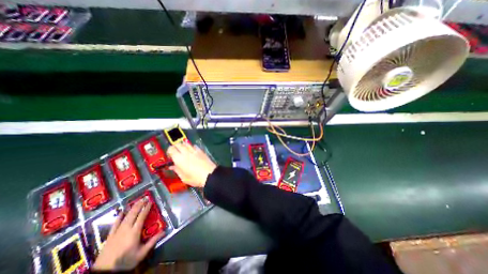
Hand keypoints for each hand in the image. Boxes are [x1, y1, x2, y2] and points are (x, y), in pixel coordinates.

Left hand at [92, 198, 164, 270]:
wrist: (105, 273)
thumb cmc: (126, 262)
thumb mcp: (141, 253)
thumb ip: (152, 241)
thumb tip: (164, 231)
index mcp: (134, 232)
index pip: (142, 217)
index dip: (146, 208)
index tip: (150, 202)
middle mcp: (126, 229)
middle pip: (133, 214)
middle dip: (139, 205)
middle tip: (145, 198)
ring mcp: (117, 232)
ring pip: (125, 216)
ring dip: (132, 208)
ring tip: (137, 201)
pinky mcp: (110, 236)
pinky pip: (115, 224)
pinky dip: (119, 217)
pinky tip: (122, 212)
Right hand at [167, 143, 215, 187]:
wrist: (210, 175)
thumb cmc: (195, 178)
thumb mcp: (183, 177)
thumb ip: (177, 170)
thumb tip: (172, 166)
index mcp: (179, 159)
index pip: (171, 149)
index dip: (169, 151)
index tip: (170, 155)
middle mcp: (186, 152)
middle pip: (178, 144)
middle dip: (176, 147)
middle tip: (176, 152)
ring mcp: (194, 151)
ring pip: (186, 143)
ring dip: (183, 145)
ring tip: (183, 151)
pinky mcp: (201, 151)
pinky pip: (194, 146)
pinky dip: (191, 147)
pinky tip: (192, 151)